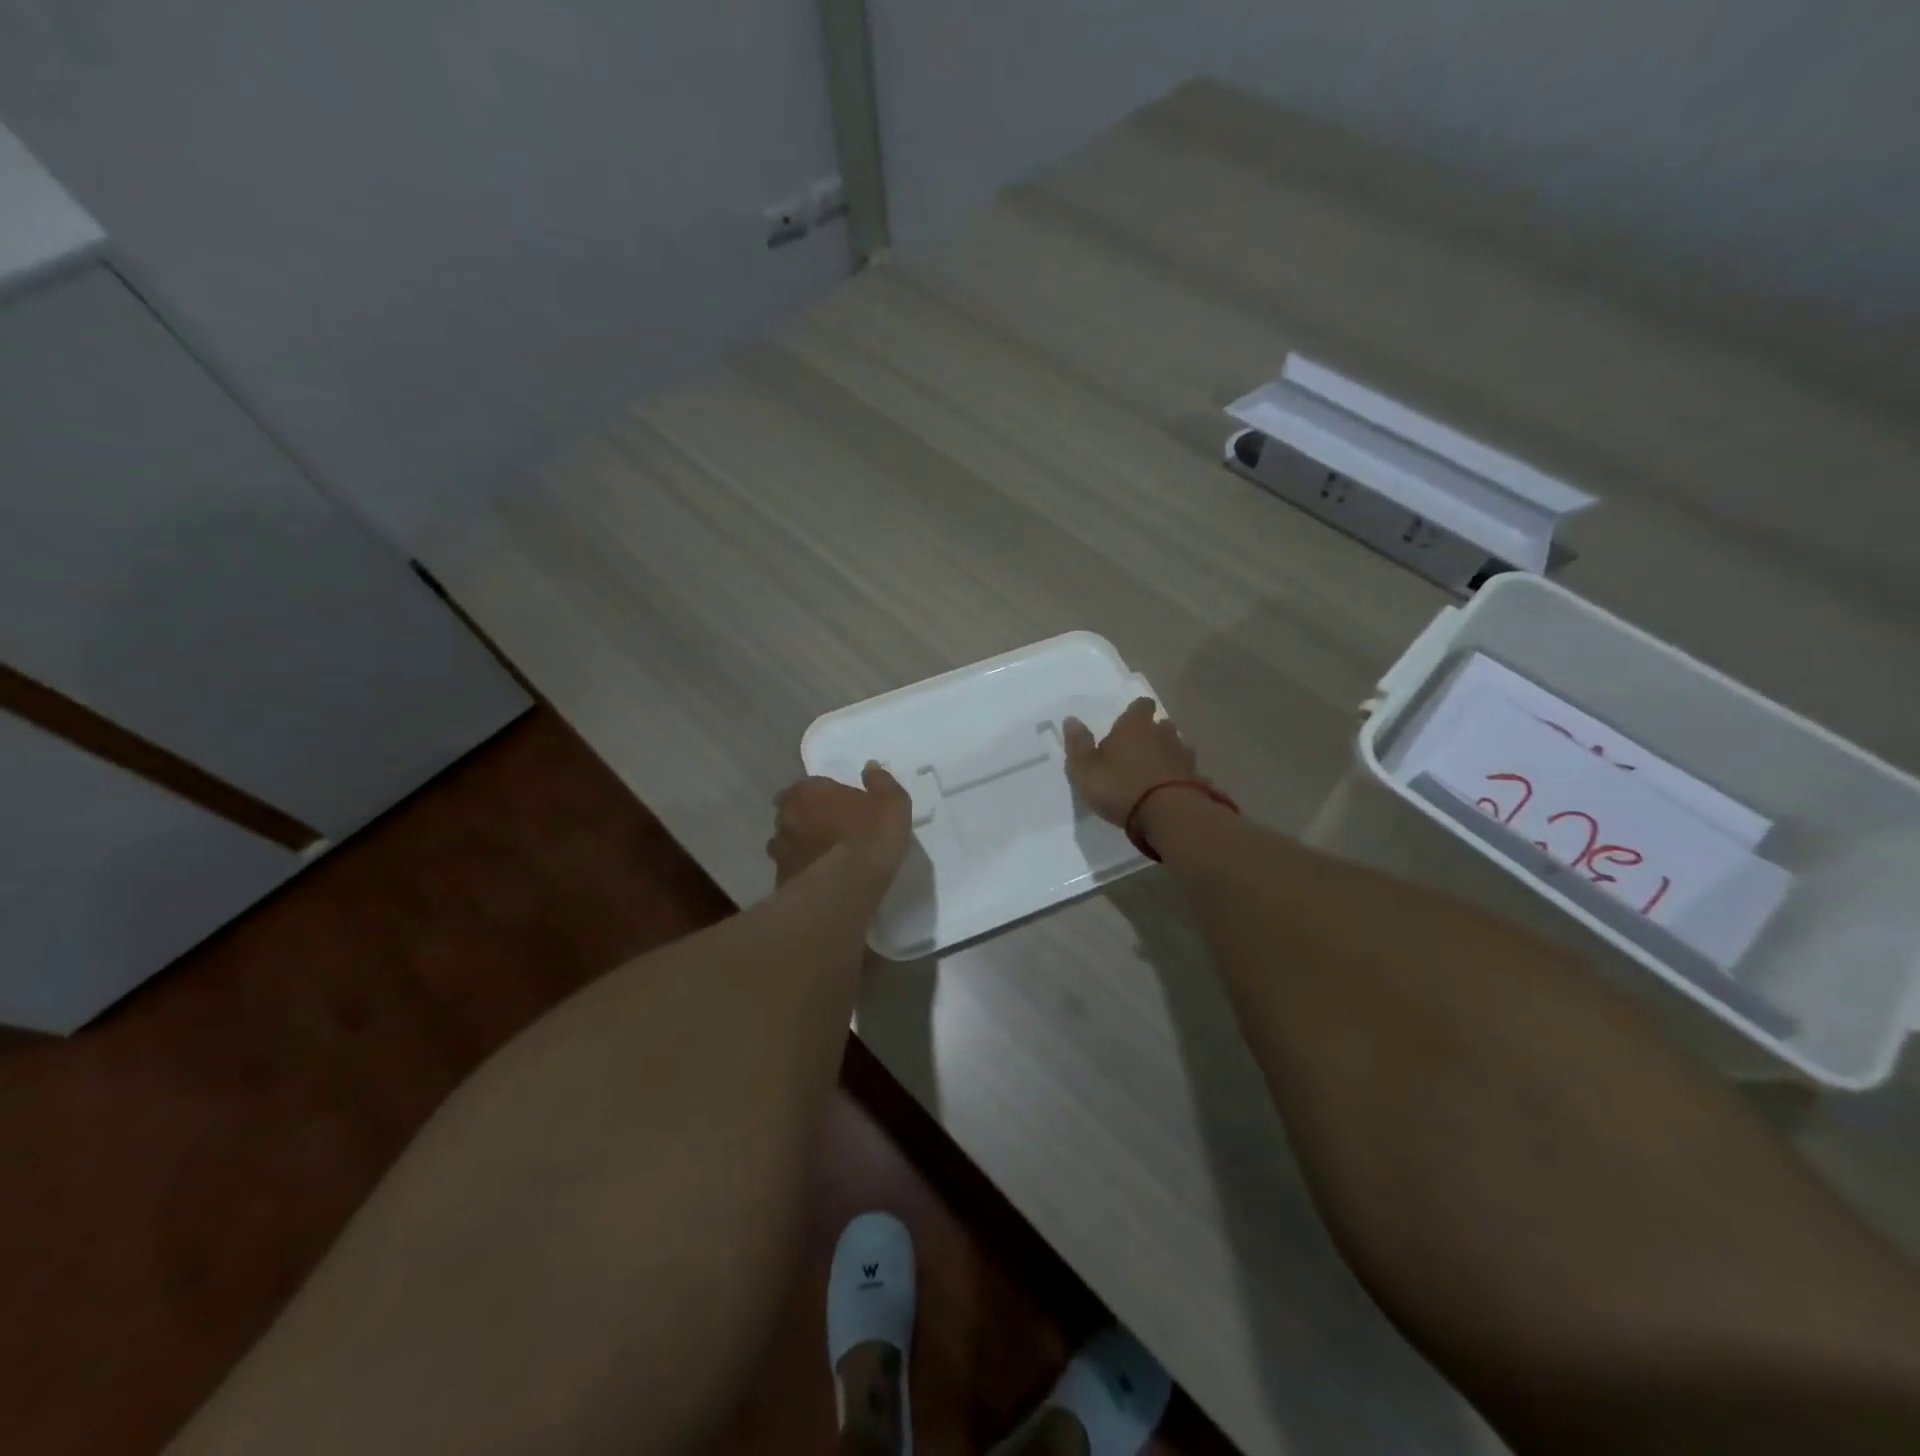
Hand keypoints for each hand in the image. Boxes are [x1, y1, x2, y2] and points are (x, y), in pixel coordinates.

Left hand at [768, 763, 912, 886]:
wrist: (846, 888)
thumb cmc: (870, 837)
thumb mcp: (892, 804)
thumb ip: (881, 782)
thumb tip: (871, 767)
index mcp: (808, 792)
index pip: (809, 785)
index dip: (824, 794)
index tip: (840, 804)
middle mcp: (787, 816)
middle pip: (793, 811)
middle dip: (807, 817)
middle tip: (831, 828)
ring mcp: (780, 850)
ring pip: (788, 842)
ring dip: (802, 845)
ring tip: (824, 856)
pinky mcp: (780, 880)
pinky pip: (792, 869)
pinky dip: (802, 870)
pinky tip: (820, 879)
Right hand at [1063, 697, 1200, 825]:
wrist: (1168, 814)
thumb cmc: (1119, 787)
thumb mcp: (1084, 769)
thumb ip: (1078, 744)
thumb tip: (1071, 719)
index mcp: (1134, 726)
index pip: (1140, 705)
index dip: (1136, 712)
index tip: (1129, 721)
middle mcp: (1163, 733)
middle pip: (1161, 725)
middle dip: (1153, 733)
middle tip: (1139, 748)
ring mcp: (1184, 755)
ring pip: (1177, 746)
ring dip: (1168, 754)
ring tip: (1156, 769)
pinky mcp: (1197, 778)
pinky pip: (1188, 772)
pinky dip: (1181, 777)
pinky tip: (1174, 789)